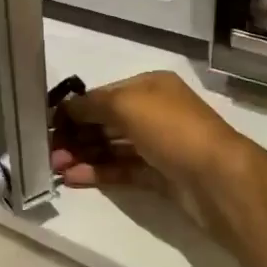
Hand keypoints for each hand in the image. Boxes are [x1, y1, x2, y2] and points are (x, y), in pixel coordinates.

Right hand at [50, 71, 257, 236]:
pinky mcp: (161, 176)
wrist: (219, 179)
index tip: (49, 124)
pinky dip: (98, 173)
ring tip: (54, 168)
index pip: (104, 94)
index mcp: (150, 87)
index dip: (76, 108)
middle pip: (107, 121)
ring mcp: (159, 145)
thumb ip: (91, 105)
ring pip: (113, 147)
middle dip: (76, 134)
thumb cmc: (172, 130)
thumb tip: (65, 109)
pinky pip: (122, 170)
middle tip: (48, 151)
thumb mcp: (125, 105)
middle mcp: (155, 112)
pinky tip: (73, 179)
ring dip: (83, 155)